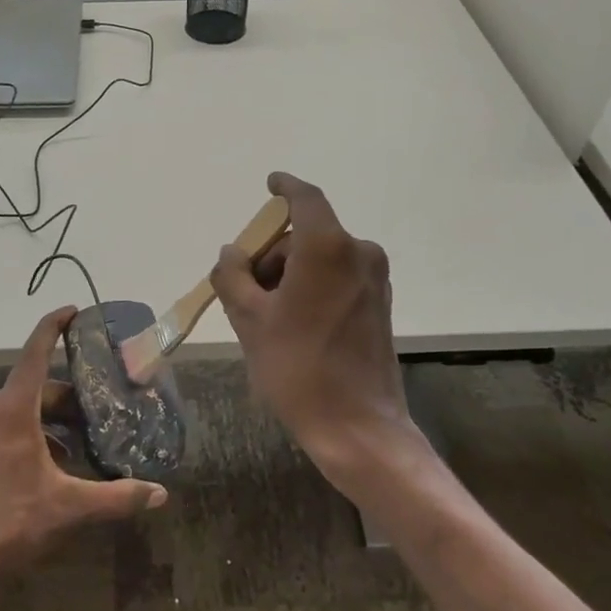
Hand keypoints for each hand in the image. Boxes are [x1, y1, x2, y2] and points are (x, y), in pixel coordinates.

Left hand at [0, 307, 166, 580]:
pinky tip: (61, 465)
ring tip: (89, 442)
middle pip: (40, 387)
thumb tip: (160, 494)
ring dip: (57, 420)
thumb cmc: (8, 521)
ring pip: (27, 409)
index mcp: (13, 408)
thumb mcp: (68, 508)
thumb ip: (116, 497)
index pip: (36, 351)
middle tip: (105, 409)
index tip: (75, 310)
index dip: (55, 325)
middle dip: (73, 396)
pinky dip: (40, 435)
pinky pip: (13, 426)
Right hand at [210, 173, 427, 488]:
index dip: (284, 187)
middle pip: (305, 235)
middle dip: (272, 254)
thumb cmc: (297, 367)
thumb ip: (232, 276)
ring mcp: (374, 279)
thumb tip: (231, 253)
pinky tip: (293, 323)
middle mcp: (358, 253)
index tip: (269, 184)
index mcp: (327, 247)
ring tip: (265, 316)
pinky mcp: (380, 303)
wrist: (358, 427)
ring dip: (290, 273)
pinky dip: (312, 286)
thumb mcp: (249, 320)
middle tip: (244, 290)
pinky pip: (338, 277)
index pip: (304, 198)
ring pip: (321, 258)